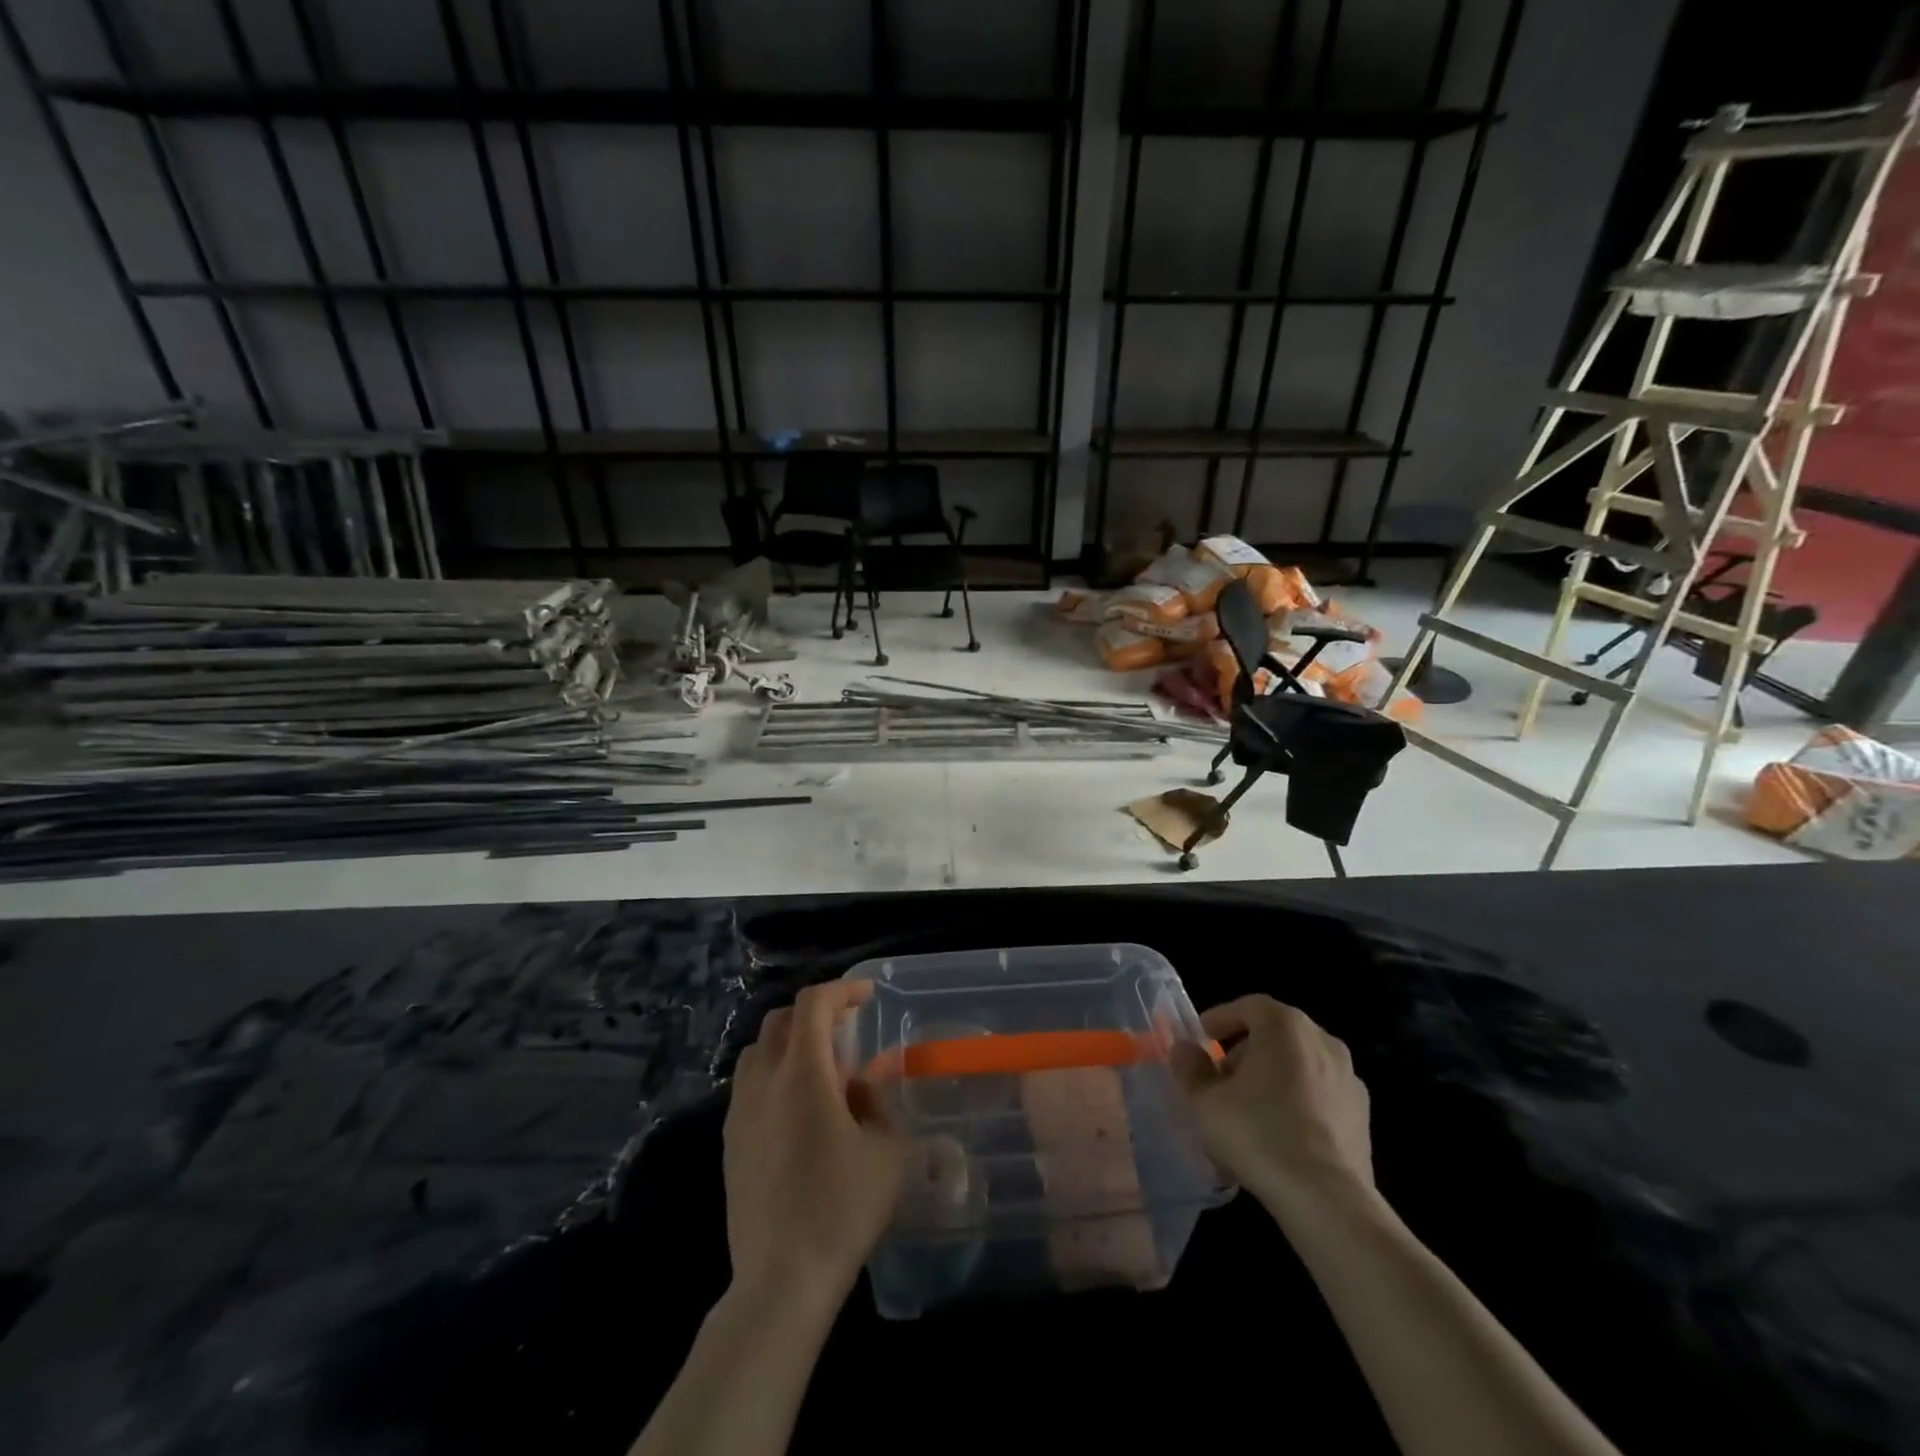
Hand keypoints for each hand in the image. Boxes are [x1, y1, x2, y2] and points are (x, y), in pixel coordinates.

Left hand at [723, 980, 909, 1307]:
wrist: (781, 1280)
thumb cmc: (841, 1208)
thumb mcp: (887, 1152)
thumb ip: (881, 1107)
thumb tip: (863, 1090)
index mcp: (802, 1074)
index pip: (813, 1004)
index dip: (842, 990)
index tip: (867, 996)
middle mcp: (763, 1082)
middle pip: (780, 1021)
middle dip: (815, 1013)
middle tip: (847, 1029)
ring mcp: (739, 1113)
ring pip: (758, 1052)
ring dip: (790, 1043)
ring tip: (822, 1067)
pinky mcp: (730, 1143)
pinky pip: (748, 1086)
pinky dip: (774, 1076)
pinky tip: (798, 1110)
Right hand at [1170, 995, 1373, 1218]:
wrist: (1327, 1200)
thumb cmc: (1258, 1133)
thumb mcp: (1205, 1100)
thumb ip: (1190, 1067)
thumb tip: (1184, 1049)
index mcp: (1286, 1026)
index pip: (1248, 1006)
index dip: (1219, 1019)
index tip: (1199, 1041)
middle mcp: (1323, 1041)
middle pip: (1275, 1034)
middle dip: (1243, 1052)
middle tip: (1219, 1080)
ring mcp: (1349, 1079)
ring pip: (1298, 1066)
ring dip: (1271, 1078)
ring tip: (1247, 1112)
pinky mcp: (1363, 1117)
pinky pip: (1319, 1096)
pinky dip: (1297, 1103)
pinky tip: (1279, 1136)